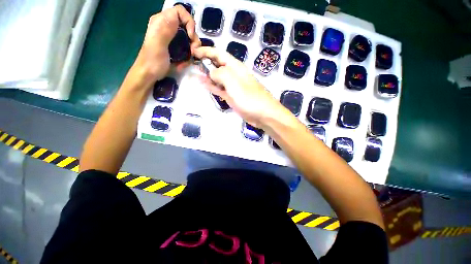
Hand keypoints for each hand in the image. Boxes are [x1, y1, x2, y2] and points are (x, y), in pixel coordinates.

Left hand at [132, 5, 200, 84]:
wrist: (149, 74)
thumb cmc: (152, 61)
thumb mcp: (157, 45)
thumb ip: (165, 30)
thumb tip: (176, 16)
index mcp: (161, 21)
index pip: (180, 12)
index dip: (189, 22)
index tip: (191, 37)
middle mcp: (167, 26)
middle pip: (187, 25)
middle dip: (193, 39)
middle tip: (193, 51)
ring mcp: (172, 37)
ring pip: (189, 37)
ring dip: (192, 49)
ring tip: (188, 59)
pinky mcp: (175, 47)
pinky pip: (187, 47)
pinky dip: (188, 55)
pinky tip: (183, 62)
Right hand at [193, 47, 286, 127]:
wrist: (262, 114)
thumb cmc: (249, 97)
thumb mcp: (233, 82)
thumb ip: (220, 74)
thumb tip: (210, 72)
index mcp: (235, 67)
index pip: (219, 54)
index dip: (206, 51)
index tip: (193, 52)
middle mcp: (233, 75)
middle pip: (217, 65)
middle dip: (205, 62)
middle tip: (191, 64)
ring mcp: (232, 87)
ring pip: (217, 78)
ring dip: (207, 75)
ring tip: (194, 74)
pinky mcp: (232, 97)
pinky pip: (220, 89)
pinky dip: (212, 86)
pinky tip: (204, 84)